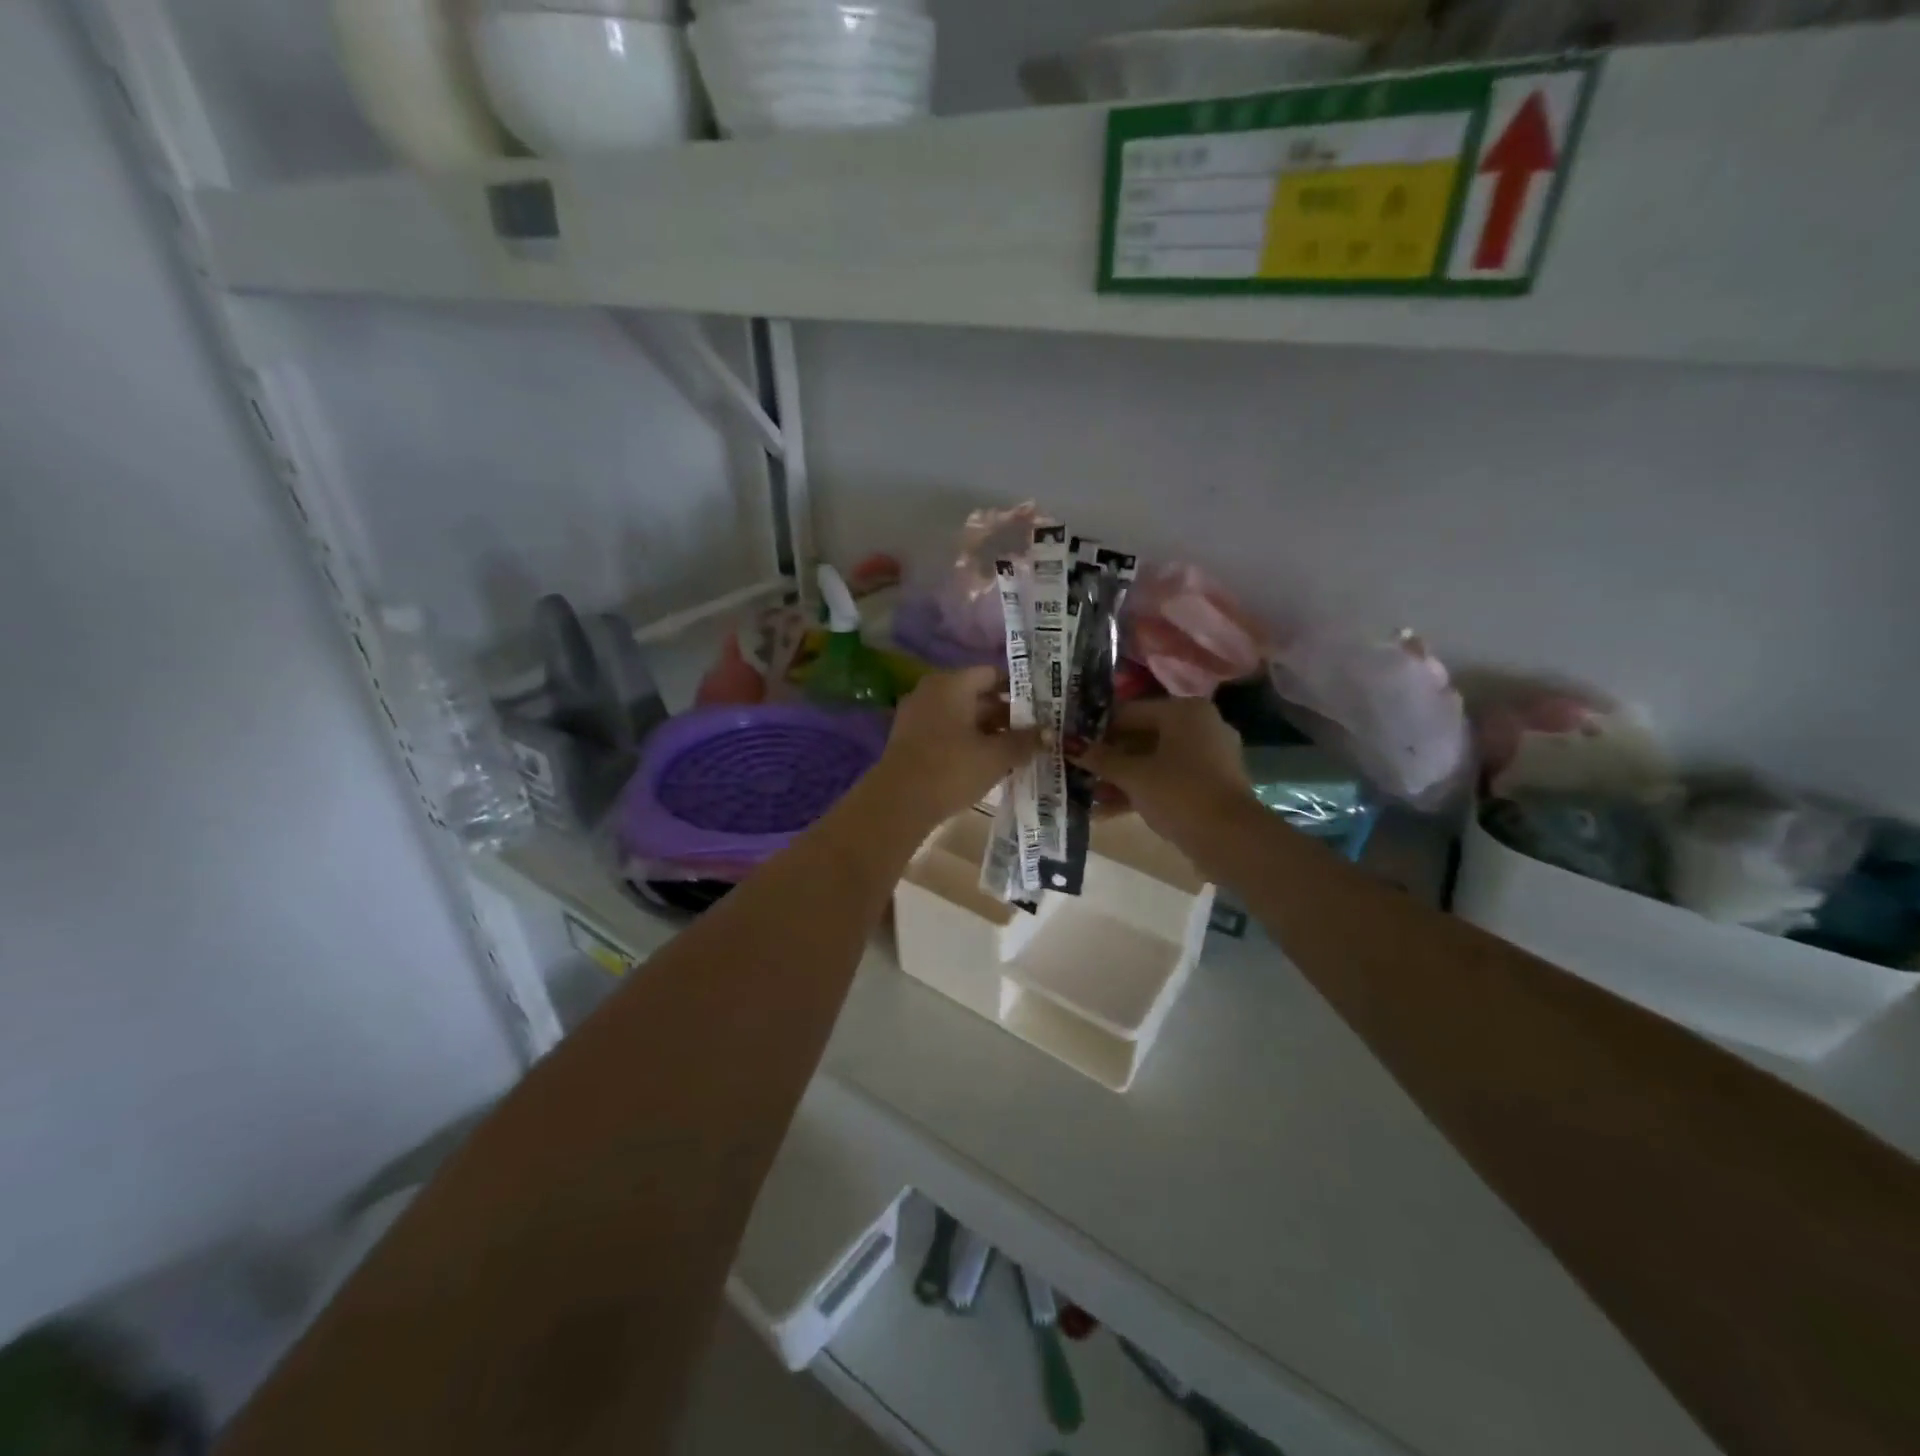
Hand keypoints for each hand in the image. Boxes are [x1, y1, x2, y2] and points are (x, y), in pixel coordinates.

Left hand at [872, 667, 1039, 826]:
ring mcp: (918, 716)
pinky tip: (990, 762)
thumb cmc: (951, 769)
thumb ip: (1024, 741)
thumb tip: (1050, 733)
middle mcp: (932, 692)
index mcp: (952, 684)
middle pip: (977, 696)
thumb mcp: (996, 756)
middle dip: (1007, 714)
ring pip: (963, 716)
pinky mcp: (911, 740)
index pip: (992, 674)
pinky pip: (948, 732)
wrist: (898, 803)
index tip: (1042, 704)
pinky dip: (969, 742)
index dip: (1019, 689)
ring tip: (1019, 749)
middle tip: (1037, 730)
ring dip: (989, 731)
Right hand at [1074, 698, 1258, 856]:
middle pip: (1141, 736)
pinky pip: (1166, 780)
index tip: (1071, 744)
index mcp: (1184, 711)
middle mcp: (1199, 726)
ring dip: (1119, 777)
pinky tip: (1106, 810)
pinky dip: (1140, 790)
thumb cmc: (1179, 793)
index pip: (1129, 712)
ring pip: (1152, 761)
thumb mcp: (1133, 776)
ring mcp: (1207, 756)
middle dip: (1107, 757)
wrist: (1231, 839)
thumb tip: (1071, 746)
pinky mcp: (1208, 784)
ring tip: (1085, 793)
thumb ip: (1101, 759)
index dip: (1097, 729)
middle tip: (1075, 769)